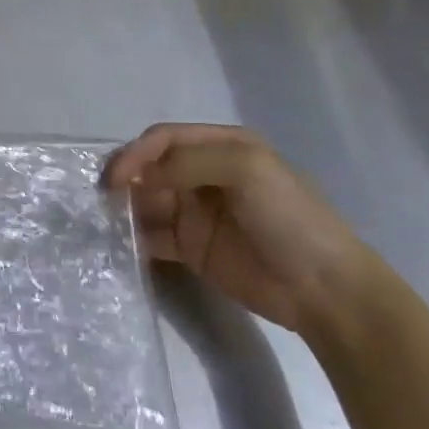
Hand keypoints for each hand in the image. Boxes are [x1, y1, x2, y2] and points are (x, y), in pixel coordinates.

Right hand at [104, 123, 376, 338]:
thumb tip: (141, 176)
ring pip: (147, 201)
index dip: (137, 152)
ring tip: (104, 222)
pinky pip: (152, 236)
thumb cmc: (290, 218)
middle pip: (150, 168)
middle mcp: (203, 175)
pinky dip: (133, 238)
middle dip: (126, 178)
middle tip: (103, 199)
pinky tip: (120, 245)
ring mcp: (196, 212)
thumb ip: (189, 162)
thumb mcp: (247, 170)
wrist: (326, 290)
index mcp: (221, 146)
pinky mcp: (191, 248)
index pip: (165, 139)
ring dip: (124, 208)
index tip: (116, 177)